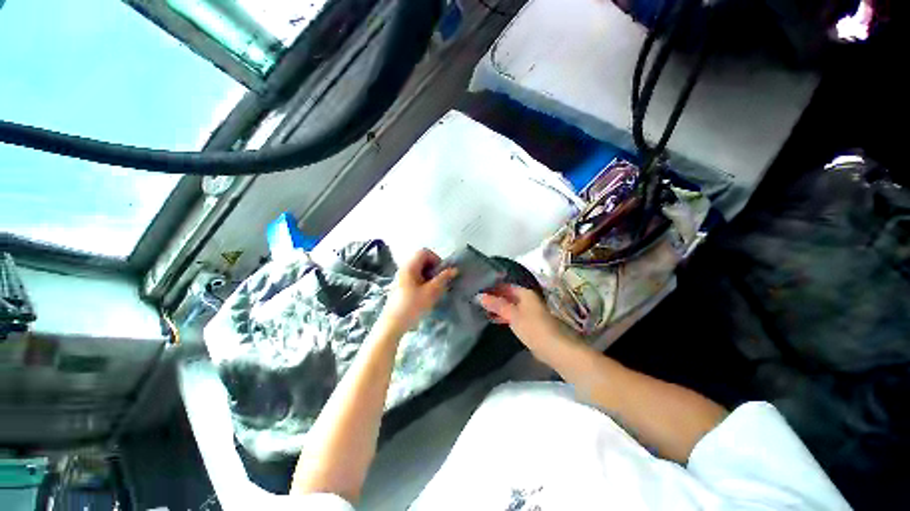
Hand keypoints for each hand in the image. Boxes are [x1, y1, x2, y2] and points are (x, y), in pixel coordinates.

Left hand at [381, 249, 457, 334]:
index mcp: (410, 266)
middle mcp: (404, 268)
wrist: (393, 324)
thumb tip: (454, 269)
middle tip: (438, 281)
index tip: (441, 272)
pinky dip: (423, 281)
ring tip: (433, 289)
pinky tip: (425, 294)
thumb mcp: (431, 292)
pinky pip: (414, 277)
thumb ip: (443, 279)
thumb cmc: (412, 306)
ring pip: (419, 269)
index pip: (425, 252)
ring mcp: (401, 277)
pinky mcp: (401, 285)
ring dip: (429, 275)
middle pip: (422, 260)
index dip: (436, 259)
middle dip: (433, 268)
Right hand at [479, 285, 562, 349]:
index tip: (480, 292)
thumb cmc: (532, 327)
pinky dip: (505, 316)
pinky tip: (497, 320)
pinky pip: (515, 316)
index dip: (493, 288)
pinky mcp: (531, 324)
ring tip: (484, 311)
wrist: (554, 348)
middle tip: (480, 302)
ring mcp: (530, 312)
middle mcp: (529, 300)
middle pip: (509, 296)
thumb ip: (496, 305)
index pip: (506, 286)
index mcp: (526, 293)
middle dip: (495, 299)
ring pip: (511, 306)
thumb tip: (479, 296)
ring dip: (500, 308)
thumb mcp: (512, 314)